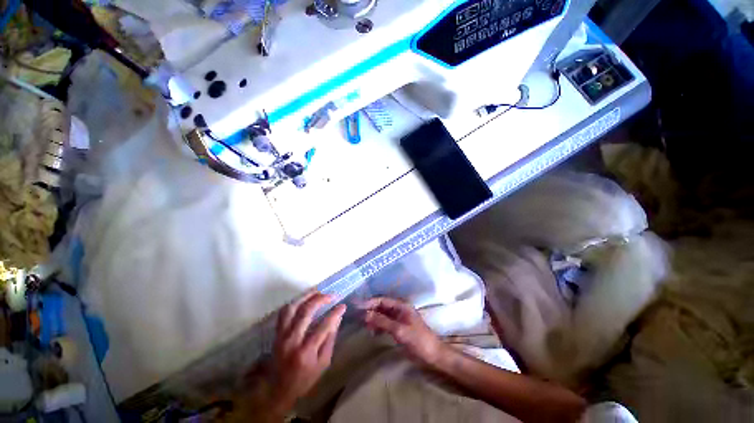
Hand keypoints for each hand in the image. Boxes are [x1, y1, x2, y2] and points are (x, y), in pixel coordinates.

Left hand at [269, 291, 345, 413]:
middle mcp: (292, 340)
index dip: (335, 313)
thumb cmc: (305, 378)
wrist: (279, 390)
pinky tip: (303, 300)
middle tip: (331, 296)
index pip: (323, 326)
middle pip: (306, 311)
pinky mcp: (276, 333)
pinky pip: (284, 312)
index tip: (342, 305)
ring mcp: (281, 335)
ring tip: (318, 291)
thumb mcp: (323, 363)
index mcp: (306, 351)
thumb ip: (330, 339)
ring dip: (306, 296)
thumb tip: (337, 318)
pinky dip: (294, 303)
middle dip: (321, 299)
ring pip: (293, 307)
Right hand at [359, 297, 444, 365]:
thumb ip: (382, 321)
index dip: (369, 302)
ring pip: (382, 315)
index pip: (382, 300)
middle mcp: (399, 309)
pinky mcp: (399, 328)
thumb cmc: (418, 340)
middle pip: (381, 307)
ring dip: (373, 319)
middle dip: (370, 310)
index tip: (356, 306)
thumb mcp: (399, 330)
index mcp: (401, 306)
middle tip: (357, 316)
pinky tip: (373, 332)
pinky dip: (378, 326)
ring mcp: (399, 319)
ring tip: (364, 326)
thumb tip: (365, 314)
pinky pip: (385, 323)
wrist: (433, 355)